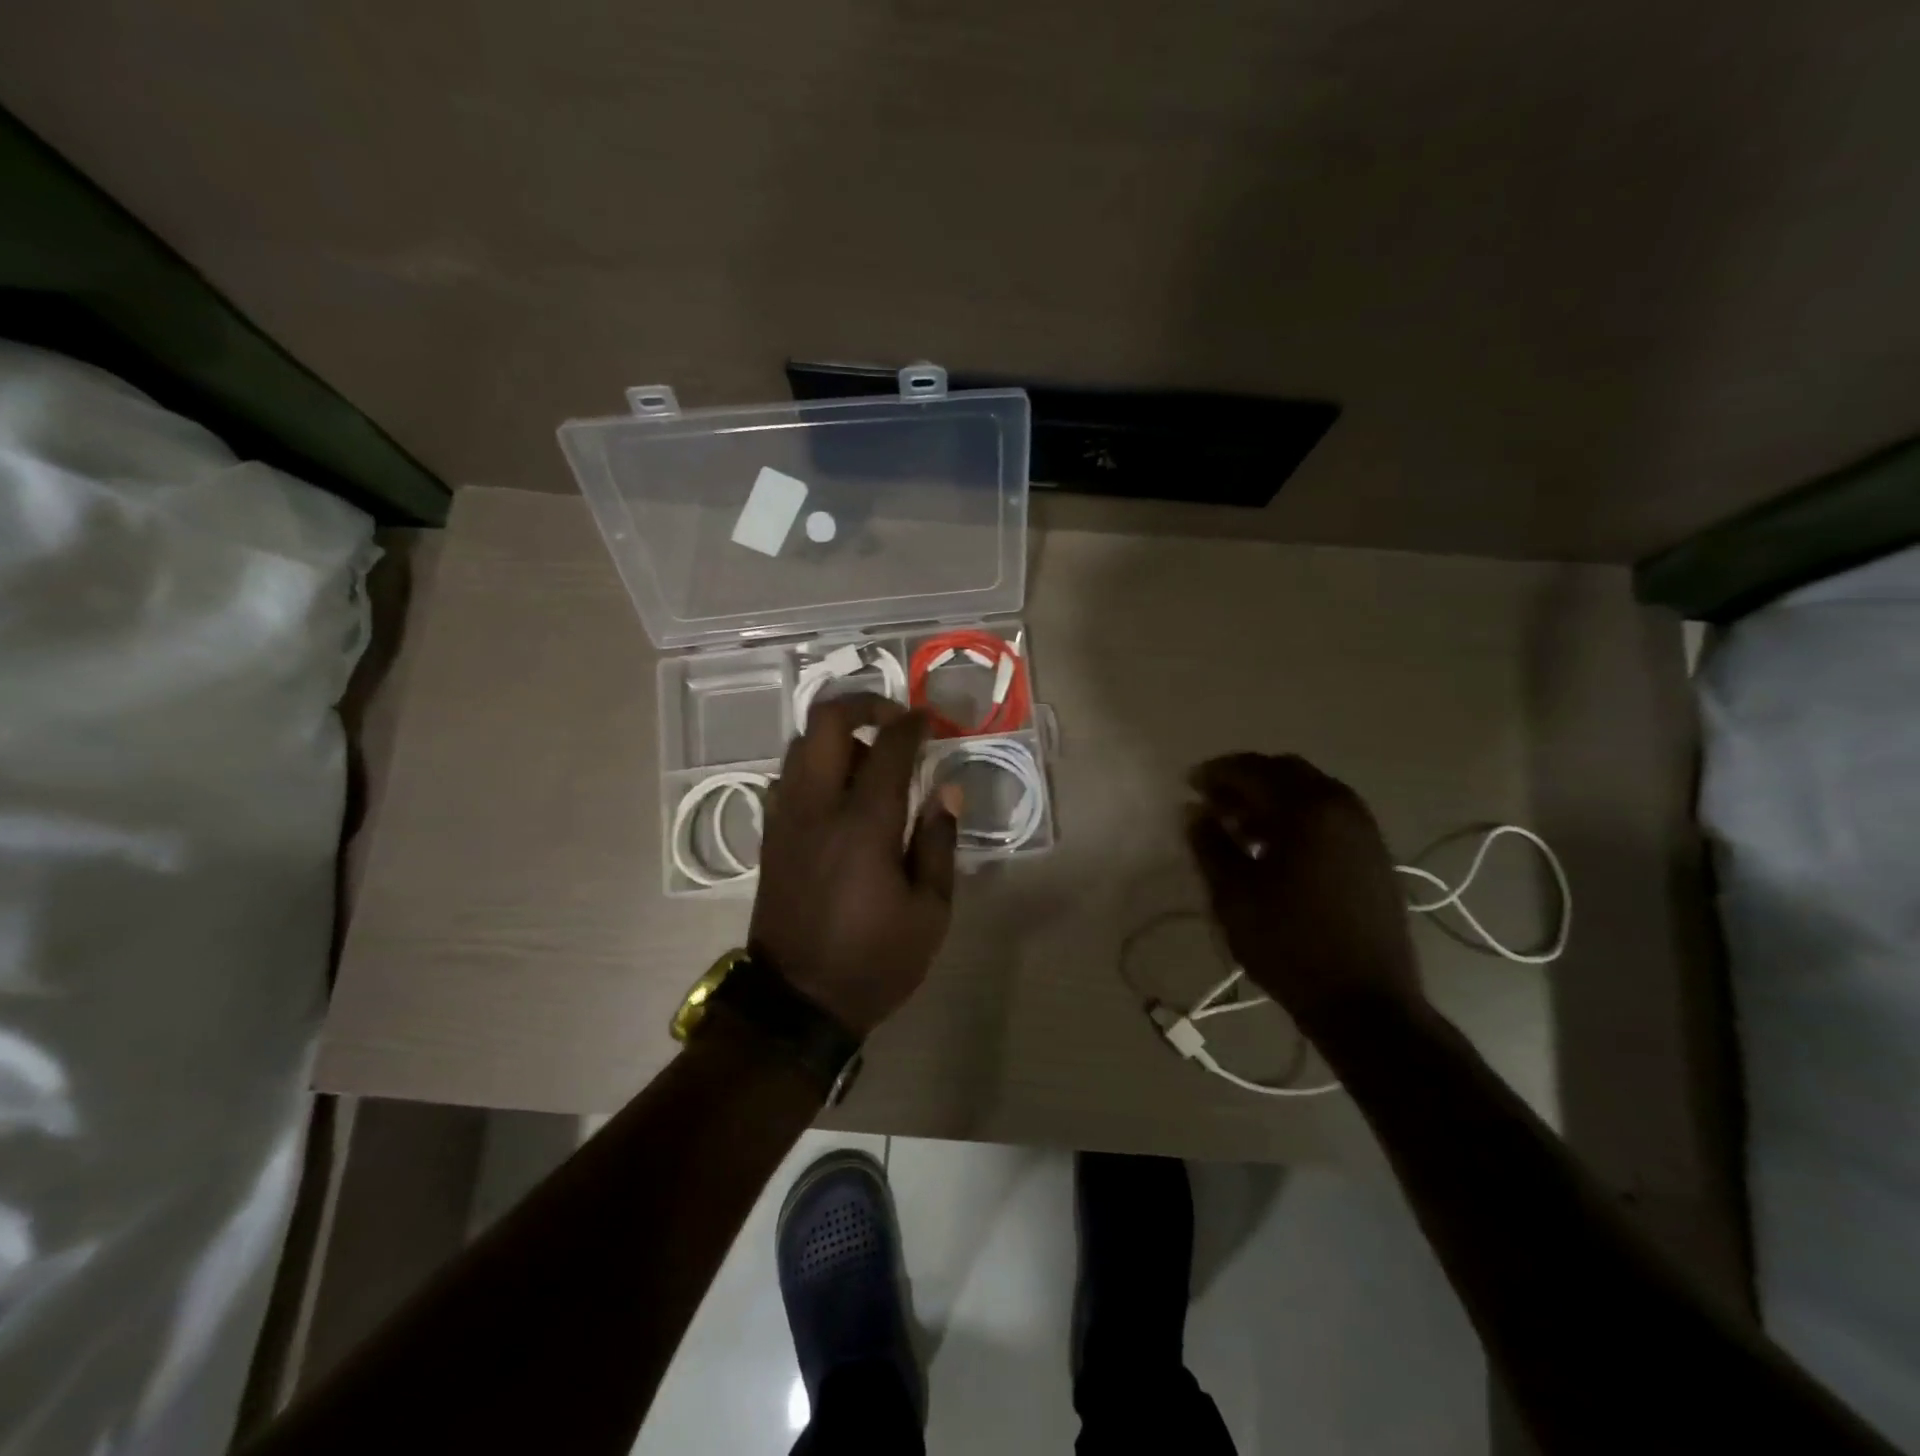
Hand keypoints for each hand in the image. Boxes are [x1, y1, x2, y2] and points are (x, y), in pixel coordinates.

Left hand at [750, 693, 957, 1037]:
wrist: (795, 1002)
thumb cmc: (874, 961)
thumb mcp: (929, 912)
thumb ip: (938, 842)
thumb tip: (947, 789)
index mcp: (863, 825)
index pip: (887, 747)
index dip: (912, 724)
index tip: (930, 720)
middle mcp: (817, 807)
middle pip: (825, 723)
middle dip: (863, 704)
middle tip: (894, 719)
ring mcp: (786, 818)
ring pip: (801, 745)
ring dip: (838, 736)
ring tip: (871, 761)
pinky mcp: (771, 835)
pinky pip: (789, 777)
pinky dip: (815, 766)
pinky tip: (840, 794)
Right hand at [1185, 753, 1422, 1033]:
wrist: (1365, 1002)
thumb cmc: (1289, 944)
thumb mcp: (1233, 894)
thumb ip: (1209, 843)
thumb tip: (1195, 811)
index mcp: (1307, 809)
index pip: (1253, 770)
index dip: (1216, 773)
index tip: (1189, 785)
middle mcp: (1341, 806)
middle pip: (1285, 771)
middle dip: (1245, 781)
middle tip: (1213, 805)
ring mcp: (1364, 830)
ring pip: (1310, 792)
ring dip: (1271, 799)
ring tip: (1239, 830)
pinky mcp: (1374, 854)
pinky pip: (1328, 816)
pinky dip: (1297, 817)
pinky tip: (1275, 850)